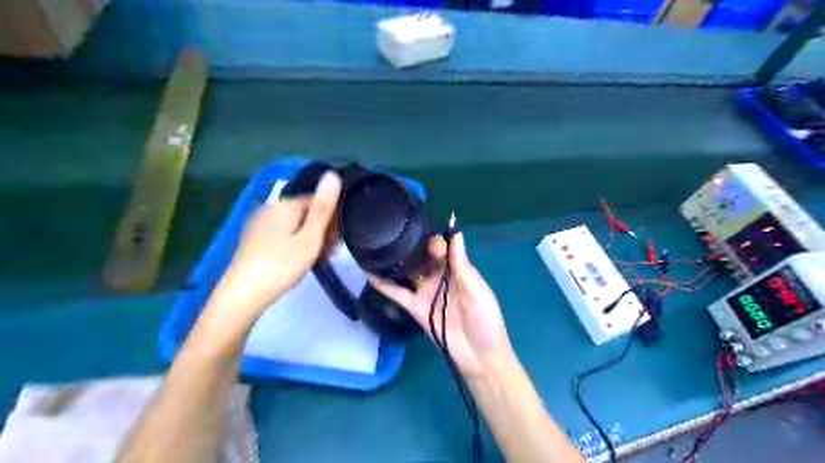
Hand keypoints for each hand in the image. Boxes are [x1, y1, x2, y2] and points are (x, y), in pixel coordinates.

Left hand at [204, 172, 340, 325]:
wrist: (243, 294)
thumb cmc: (282, 264)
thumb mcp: (310, 237)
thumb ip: (324, 208)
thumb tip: (333, 174)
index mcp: (284, 205)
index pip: (317, 201)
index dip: (333, 218)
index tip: (342, 238)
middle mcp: (270, 209)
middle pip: (306, 213)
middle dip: (323, 229)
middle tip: (334, 251)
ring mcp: (260, 225)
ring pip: (295, 226)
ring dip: (312, 238)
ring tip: (322, 258)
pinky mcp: (255, 240)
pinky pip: (283, 235)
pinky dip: (297, 244)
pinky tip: (303, 260)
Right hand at [373, 233, 513, 377]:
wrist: (478, 357)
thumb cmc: (484, 321)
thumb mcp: (477, 291)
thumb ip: (462, 265)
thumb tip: (456, 234)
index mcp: (458, 271)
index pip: (444, 249)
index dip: (436, 241)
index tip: (426, 238)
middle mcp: (440, 278)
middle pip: (424, 257)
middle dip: (414, 246)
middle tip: (397, 237)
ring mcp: (426, 292)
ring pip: (409, 272)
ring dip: (397, 261)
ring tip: (379, 246)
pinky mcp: (415, 308)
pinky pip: (398, 293)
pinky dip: (384, 285)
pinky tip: (369, 273)